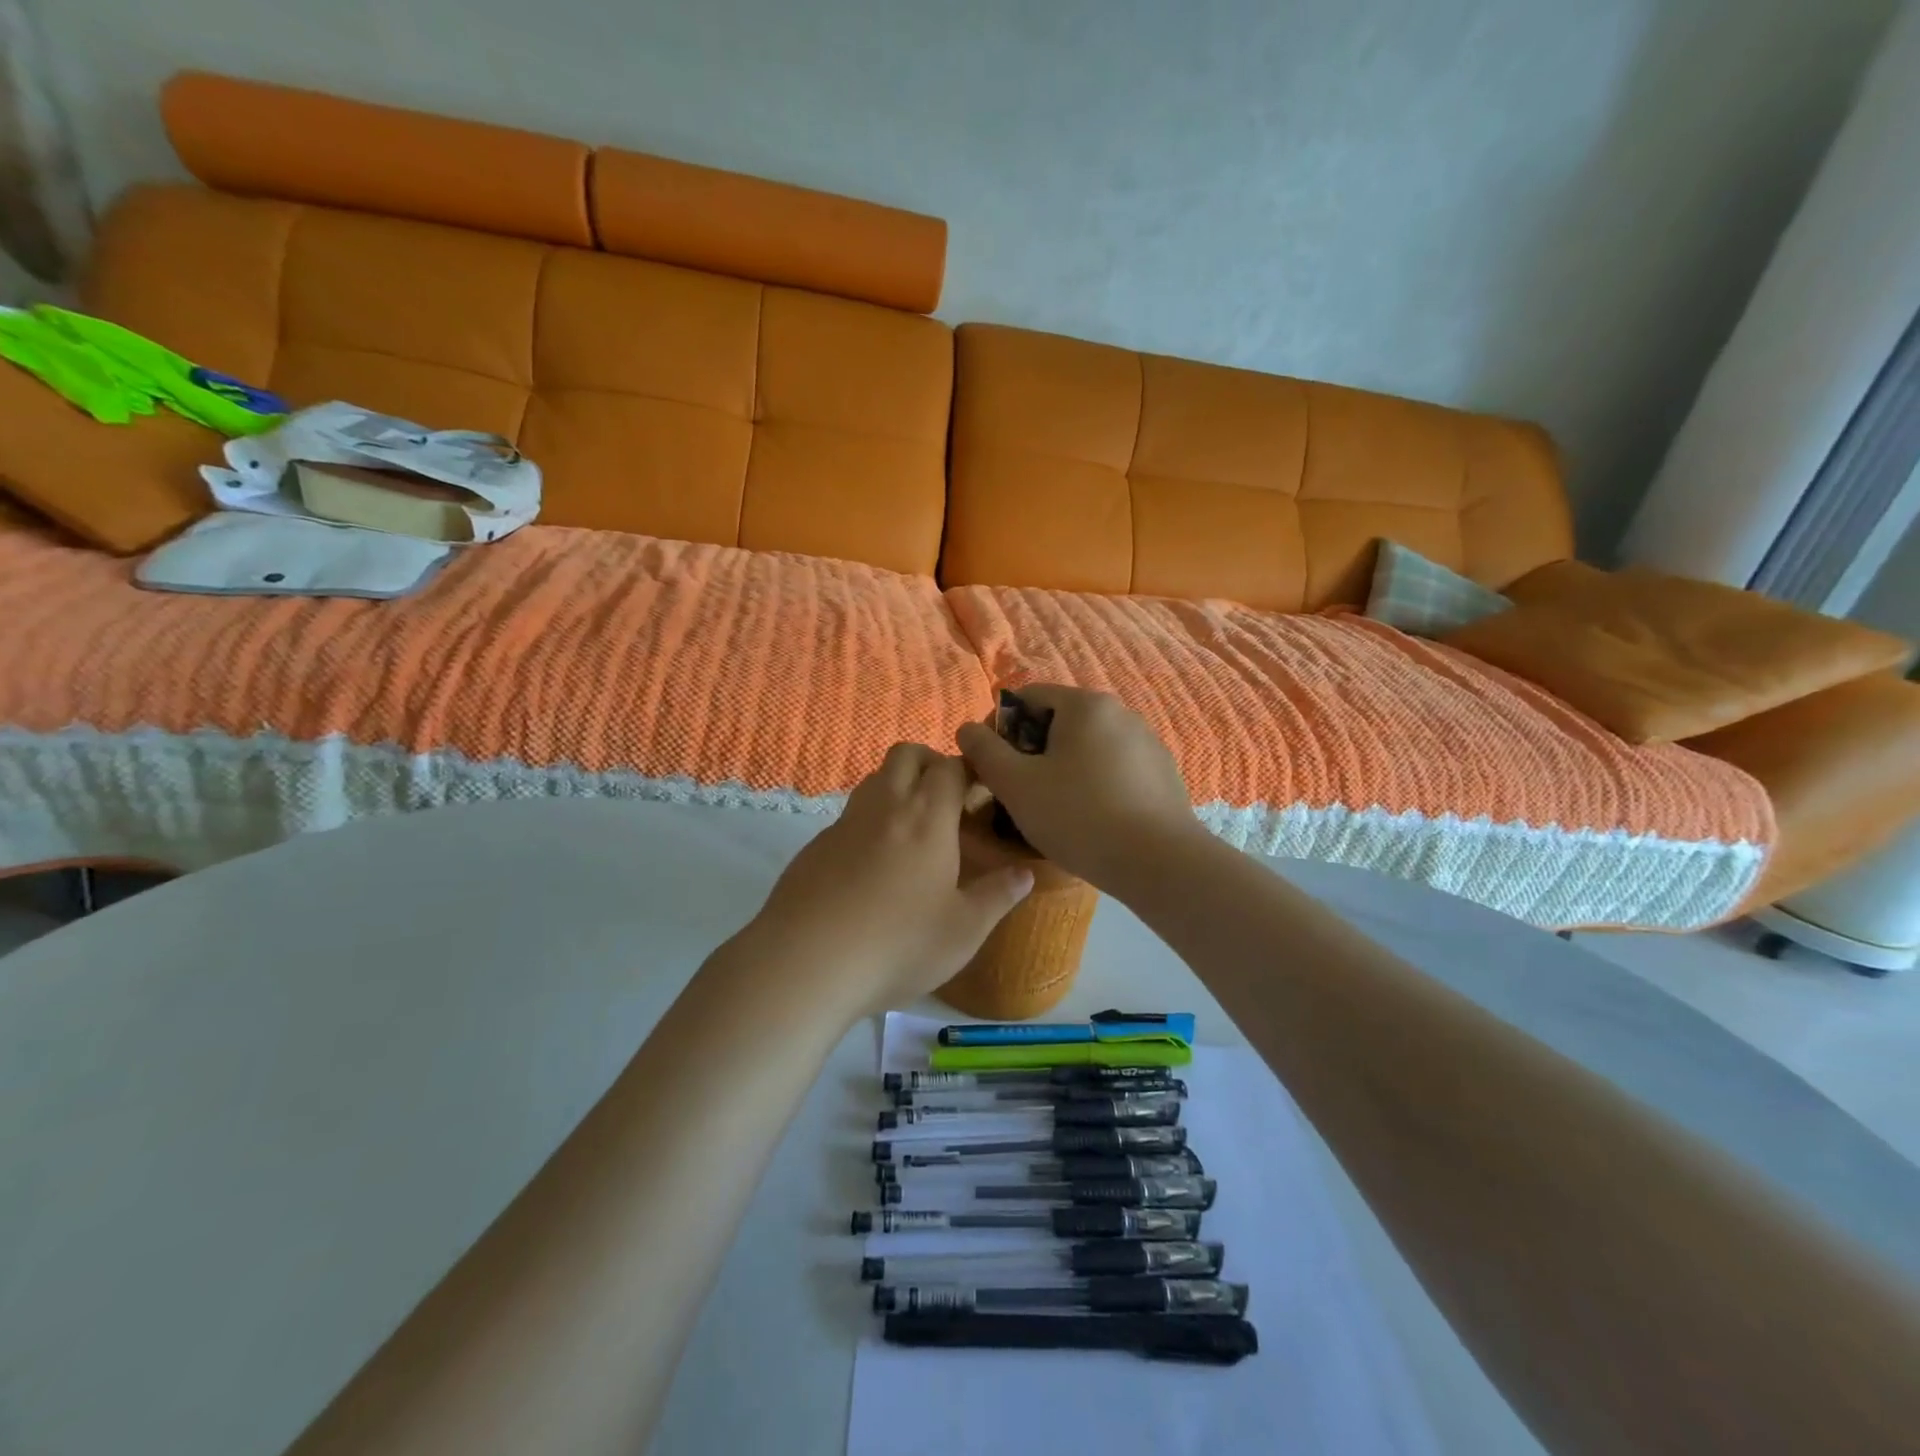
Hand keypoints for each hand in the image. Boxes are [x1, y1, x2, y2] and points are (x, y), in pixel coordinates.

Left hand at [747, 743, 1035, 1014]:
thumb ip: (998, 896)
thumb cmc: (898, 944)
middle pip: (906, 755)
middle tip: (947, 799)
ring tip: (913, 830)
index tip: (982, 790)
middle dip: (930, 763)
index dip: (969, 770)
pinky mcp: (815, 847)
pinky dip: (868, 822)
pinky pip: (849, 817)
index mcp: (927, 818)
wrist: (805, 964)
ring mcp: (844, 824)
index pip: (950, 767)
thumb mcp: (963, 930)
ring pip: (873, 781)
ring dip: (896, 787)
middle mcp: (884, 807)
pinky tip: (872, 867)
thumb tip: (1026, 873)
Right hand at [955, 685, 1201, 892]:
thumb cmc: (1078, 815)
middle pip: (1059, 722)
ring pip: (1087, 749)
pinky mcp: (1163, 775)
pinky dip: (1093, 785)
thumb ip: (984, 751)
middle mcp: (1121, 713)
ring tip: (1051, 811)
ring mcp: (1147, 744)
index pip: (1028, 697)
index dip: (1000, 727)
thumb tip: (967, 728)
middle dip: (1030, 752)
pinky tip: (1089, 821)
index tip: (990, 765)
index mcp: (1086, 705)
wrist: (1159, 862)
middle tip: (1016, 792)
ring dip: (1061, 770)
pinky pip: (1114, 770)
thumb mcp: (1016, 785)